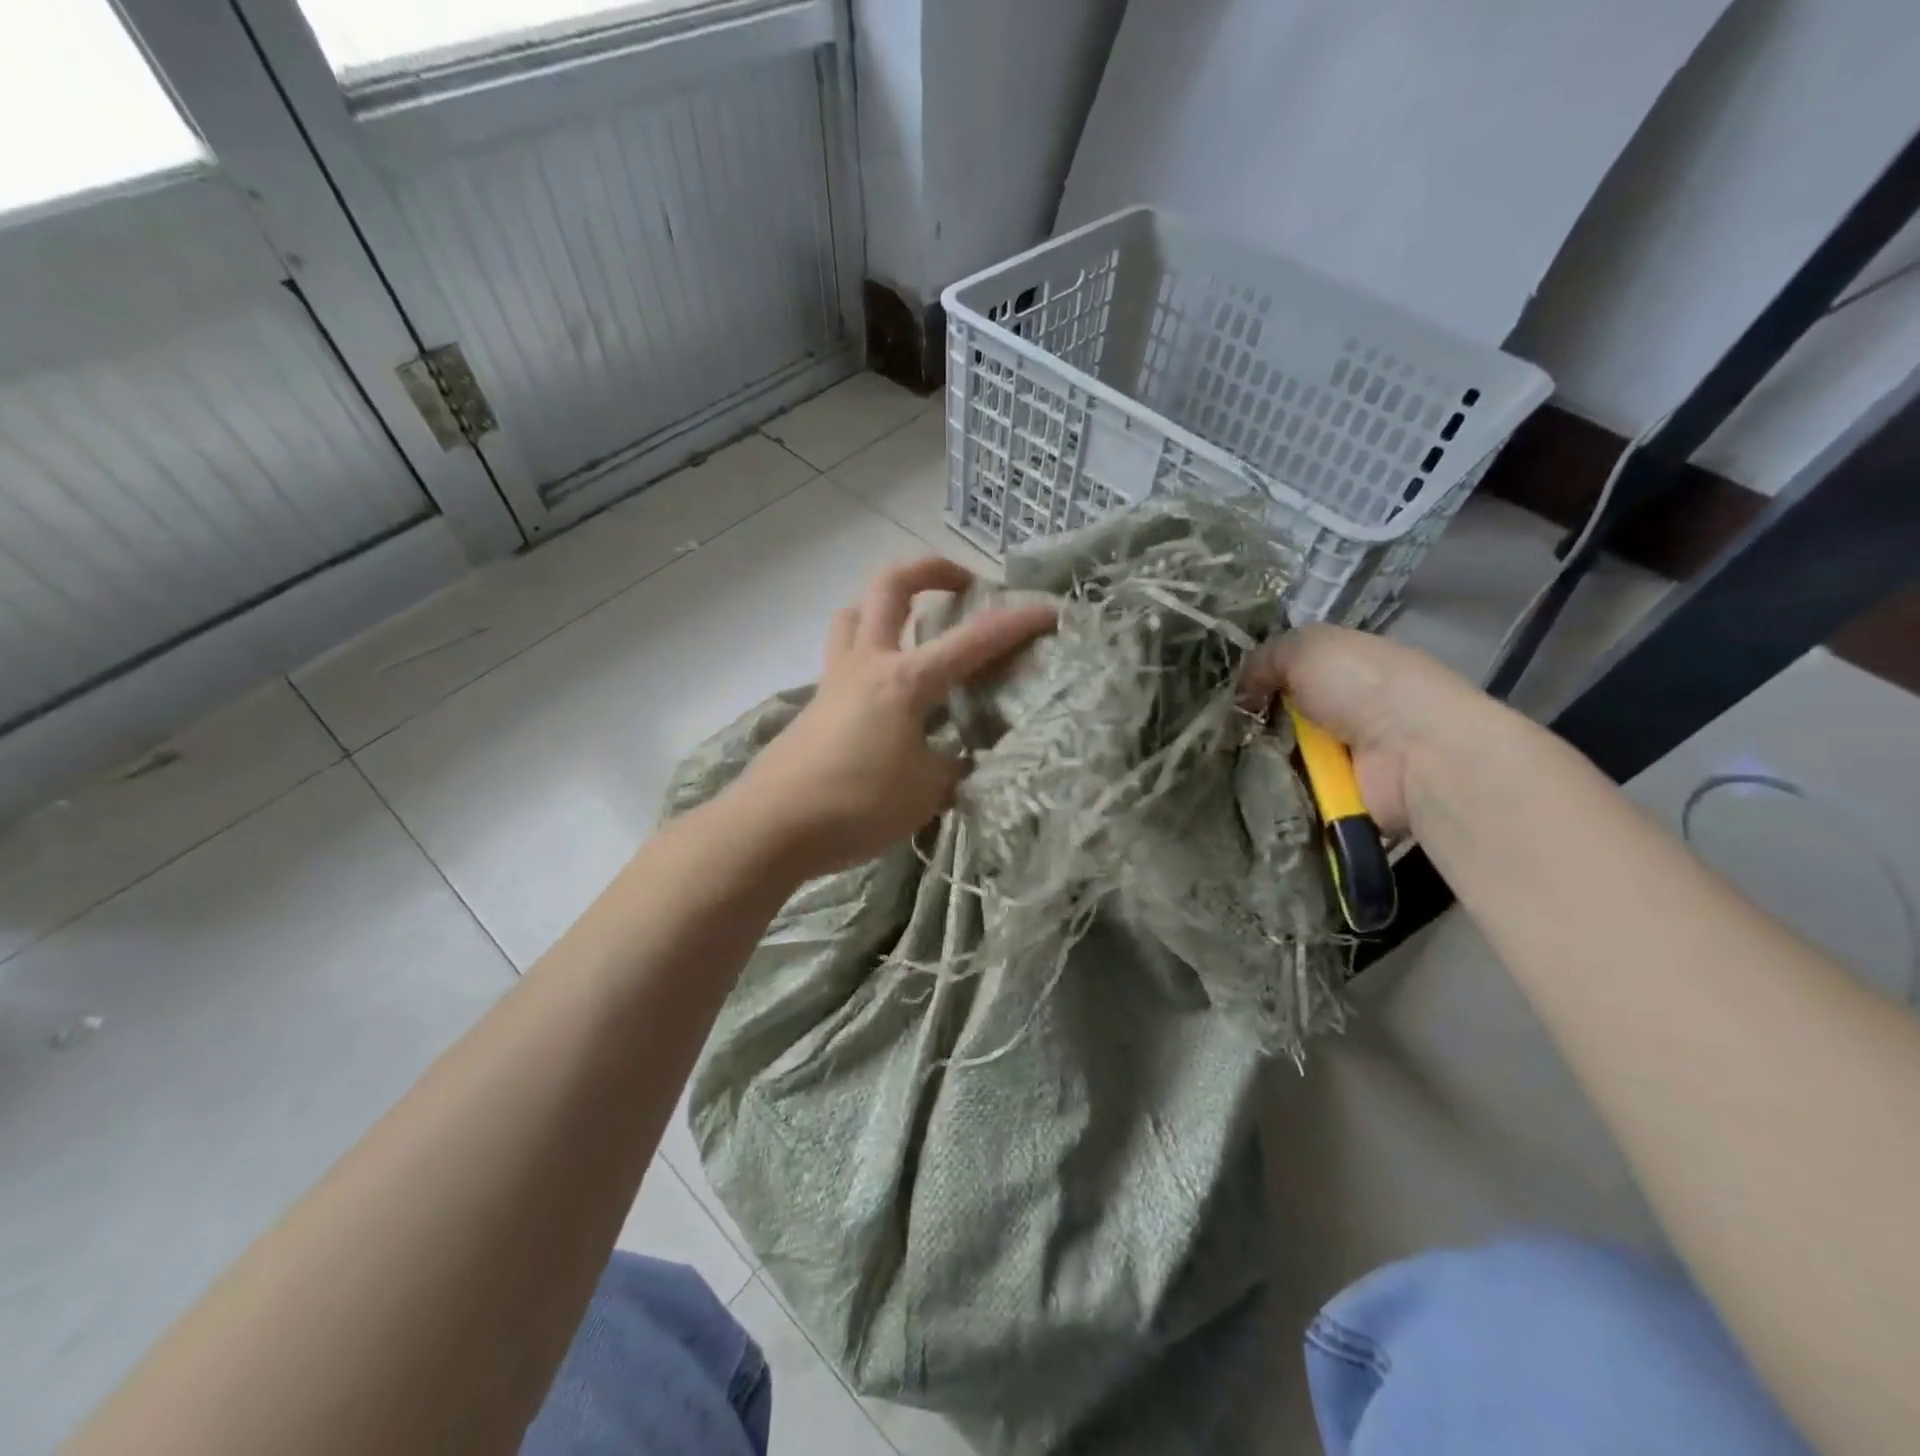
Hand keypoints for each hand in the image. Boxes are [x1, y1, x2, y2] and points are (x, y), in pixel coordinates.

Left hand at [728, 557, 1056, 877]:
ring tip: (915, 628)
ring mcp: (834, 681)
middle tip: (961, 585)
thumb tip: (958, 756)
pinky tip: (885, 693)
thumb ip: (952, 765)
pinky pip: (843, 657)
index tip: (1050, 611)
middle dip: (931, 571)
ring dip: (887, 606)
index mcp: (905, 680)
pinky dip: (869, 653)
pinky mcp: (815, 706)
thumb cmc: (856, 804)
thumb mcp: (927, 791)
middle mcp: (867, 664)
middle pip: (890, 586)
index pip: (973, 641)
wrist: (771, 826)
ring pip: (855, 615)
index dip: (1016, 623)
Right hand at [1238, 623, 1488, 833]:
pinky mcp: (1348, 795)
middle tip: (1225, 728)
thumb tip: (1242, 689)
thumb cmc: (1364, 686)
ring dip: (1263, 759)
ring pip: (1288, 755)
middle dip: (1258, 722)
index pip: (1300, 669)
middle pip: (1290, 715)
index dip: (1266, 676)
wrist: (1414, 753)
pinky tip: (1255, 785)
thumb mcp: (1307, 647)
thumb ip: (1266, 658)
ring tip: (1233, 759)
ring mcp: (1354, 755)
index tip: (1234, 691)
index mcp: (1355, 667)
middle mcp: (1357, 709)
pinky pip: (1297, 790)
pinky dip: (1278, 789)